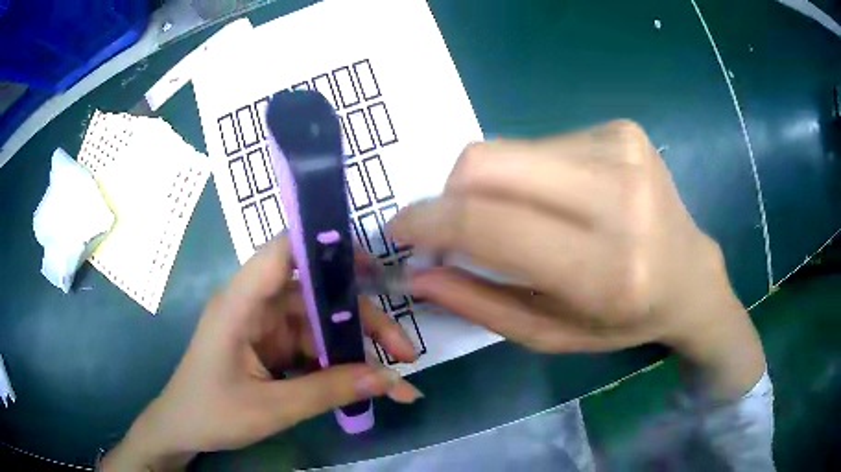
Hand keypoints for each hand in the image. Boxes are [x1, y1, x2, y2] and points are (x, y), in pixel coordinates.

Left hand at [101, 237, 419, 470]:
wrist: (182, 430)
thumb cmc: (211, 414)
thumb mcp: (270, 409)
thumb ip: (327, 391)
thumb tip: (389, 379)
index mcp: (239, 305)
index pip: (280, 253)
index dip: (324, 246)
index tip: (372, 266)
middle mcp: (254, 306)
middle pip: (317, 296)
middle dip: (363, 323)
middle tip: (404, 352)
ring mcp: (264, 327)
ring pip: (321, 324)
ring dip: (357, 349)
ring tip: (395, 378)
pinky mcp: (271, 346)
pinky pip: (313, 346)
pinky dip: (339, 365)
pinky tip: (364, 384)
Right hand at [391, 120, 764, 398]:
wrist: (690, 275)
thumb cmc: (624, 319)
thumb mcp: (551, 334)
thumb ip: (480, 304)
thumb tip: (419, 271)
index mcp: (604, 268)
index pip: (488, 223)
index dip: (429, 221)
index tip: (401, 230)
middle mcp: (618, 197)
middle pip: (487, 162)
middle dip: (450, 194)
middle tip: (455, 226)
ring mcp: (623, 151)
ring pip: (508, 149)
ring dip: (494, 186)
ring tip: (522, 218)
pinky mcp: (623, 130)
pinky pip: (541, 143)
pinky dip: (529, 174)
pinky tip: (560, 199)